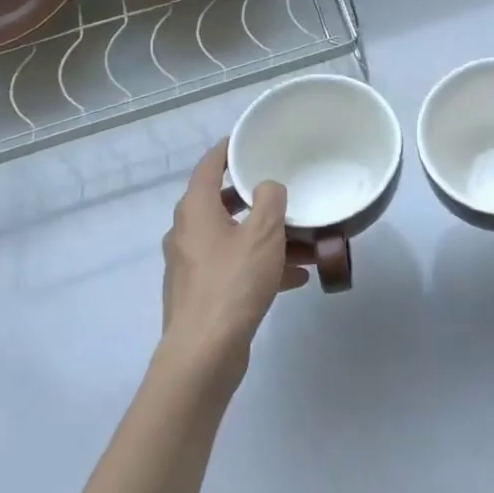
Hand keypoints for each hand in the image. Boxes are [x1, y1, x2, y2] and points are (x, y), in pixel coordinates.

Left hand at [159, 141, 309, 384]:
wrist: (205, 353)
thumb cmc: (233, 283)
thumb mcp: (263, 234)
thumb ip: (271, 201)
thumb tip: (269, 187)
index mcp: (195, 211)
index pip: (208, 167)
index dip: (226, 150)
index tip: (245, 140)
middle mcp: (187, 233)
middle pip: (222, 204)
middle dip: (256, 200)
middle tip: (283, 192)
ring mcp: (192, 266)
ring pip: (234, 240)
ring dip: (267, 239)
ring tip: (306, 244)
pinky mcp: (202, 294)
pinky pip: (236, 268)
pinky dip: (262, 267)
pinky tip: (296, 277)